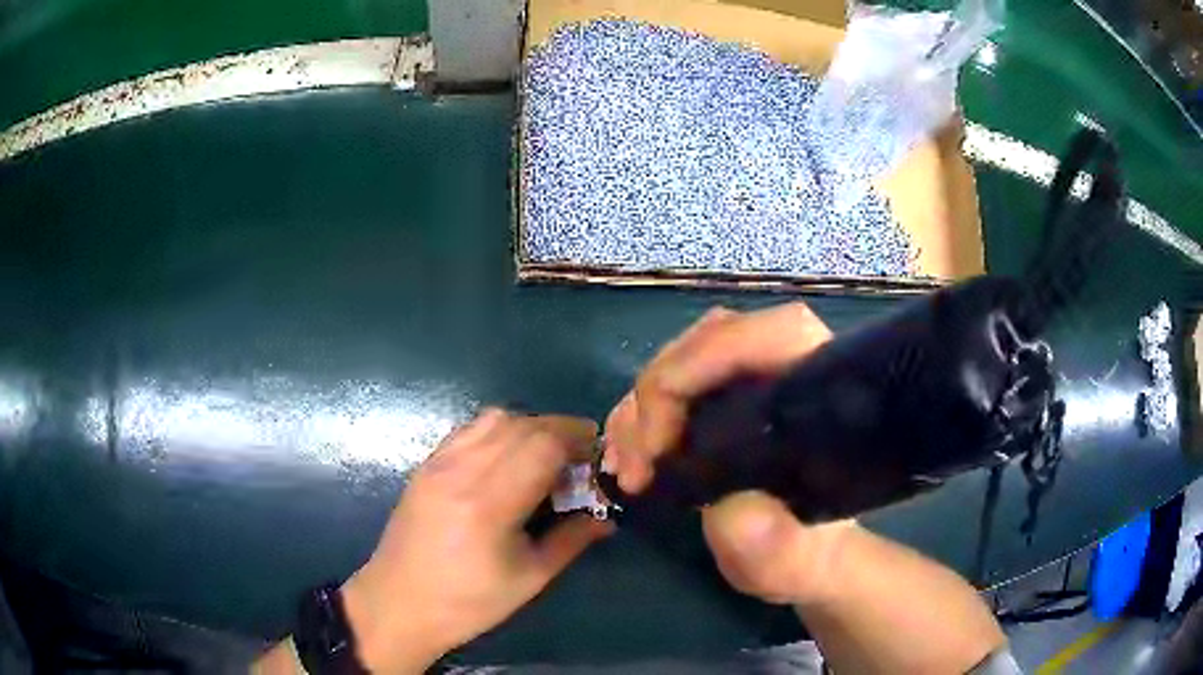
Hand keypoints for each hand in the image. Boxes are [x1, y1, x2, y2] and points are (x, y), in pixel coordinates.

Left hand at [342, 409, 613, 672]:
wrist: (398, 603)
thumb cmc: (468, 602)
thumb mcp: (529, 579)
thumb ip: (571, 540)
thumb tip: (605, 518)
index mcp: (489, 503)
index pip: (542, 444)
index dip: (577, 439)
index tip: (597, 453)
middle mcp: (461, 470)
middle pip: (521, 424)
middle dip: (560, 430)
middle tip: (580, 457)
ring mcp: (439, 463)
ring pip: (493, 419)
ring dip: (529, 427)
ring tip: (546, 455)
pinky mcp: (426, 464)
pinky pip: (469, 430)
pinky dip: (499, 431)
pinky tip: (508, 459)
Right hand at [603, 303, 850, 604]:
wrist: (798, 557)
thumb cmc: (806, 556)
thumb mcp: (797, 564)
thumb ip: (778, 547)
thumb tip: (736, 510)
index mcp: (825, 396)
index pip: (777, 333)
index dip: (711, 358)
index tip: (662, 434)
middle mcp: (787, 372)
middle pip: (714, 340)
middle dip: (660, 393)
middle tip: (638, 464)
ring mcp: (749, 382)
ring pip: (683, 360)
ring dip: (639, 410)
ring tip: (627, 471)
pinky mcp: (720, 401)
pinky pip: (668, 387)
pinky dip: (636, 418)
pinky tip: (625, 460)